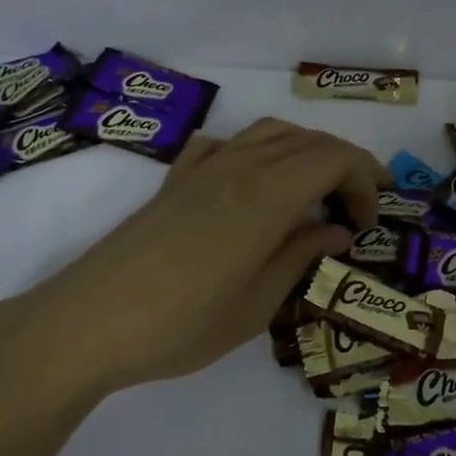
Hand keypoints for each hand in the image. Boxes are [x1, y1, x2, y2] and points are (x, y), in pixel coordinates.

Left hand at [7, 119, 385, 396]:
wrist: (88, 322)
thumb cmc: (181, 324)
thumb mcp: (257, 304)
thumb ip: (301, 256)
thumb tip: (337, 231)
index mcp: (267, 195)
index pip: (334, 158)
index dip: (365, 180)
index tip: (368, 222)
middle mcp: (240, 166)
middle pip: (309, 140)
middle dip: (345, 165)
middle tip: (357, 208)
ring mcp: (204, 167)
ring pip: (271, 132)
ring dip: (306, 152)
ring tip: (316, 191)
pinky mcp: (177, 178)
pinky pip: (229, 143)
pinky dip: (257, 151)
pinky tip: (254, 181)